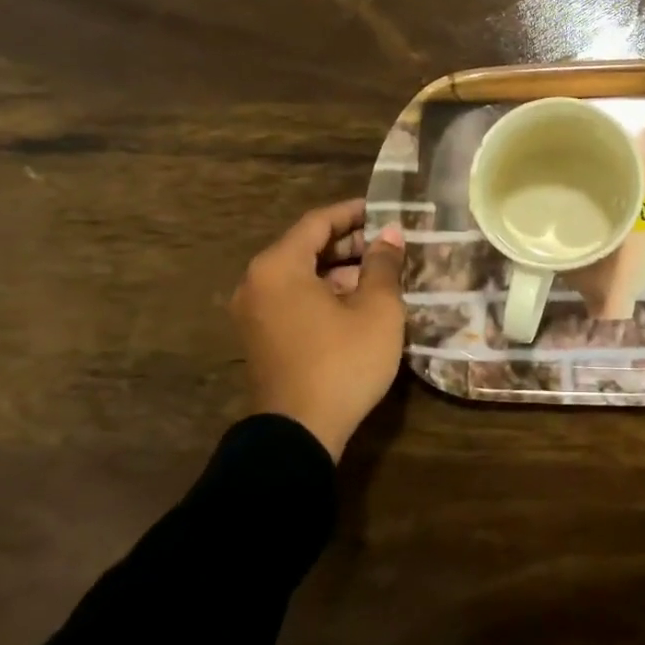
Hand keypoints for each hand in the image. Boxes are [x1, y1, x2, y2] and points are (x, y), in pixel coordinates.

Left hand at [229, 199, 405, 461]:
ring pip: (300, 276)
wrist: (299, 434)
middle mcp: (257, 282)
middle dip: (349, 243)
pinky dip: (323, 294)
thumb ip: (384, 264)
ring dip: (338, 271)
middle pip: (306, 247)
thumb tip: (391, 234)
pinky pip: (293, 300)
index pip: (318, 222)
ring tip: (380, 276)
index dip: (354, 213)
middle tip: (389, 245)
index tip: (385, 210)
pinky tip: (357, 305)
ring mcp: (254, 313)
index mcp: (279, 266)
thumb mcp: (377, 309)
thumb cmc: (342, 362)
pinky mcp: (260, 339)